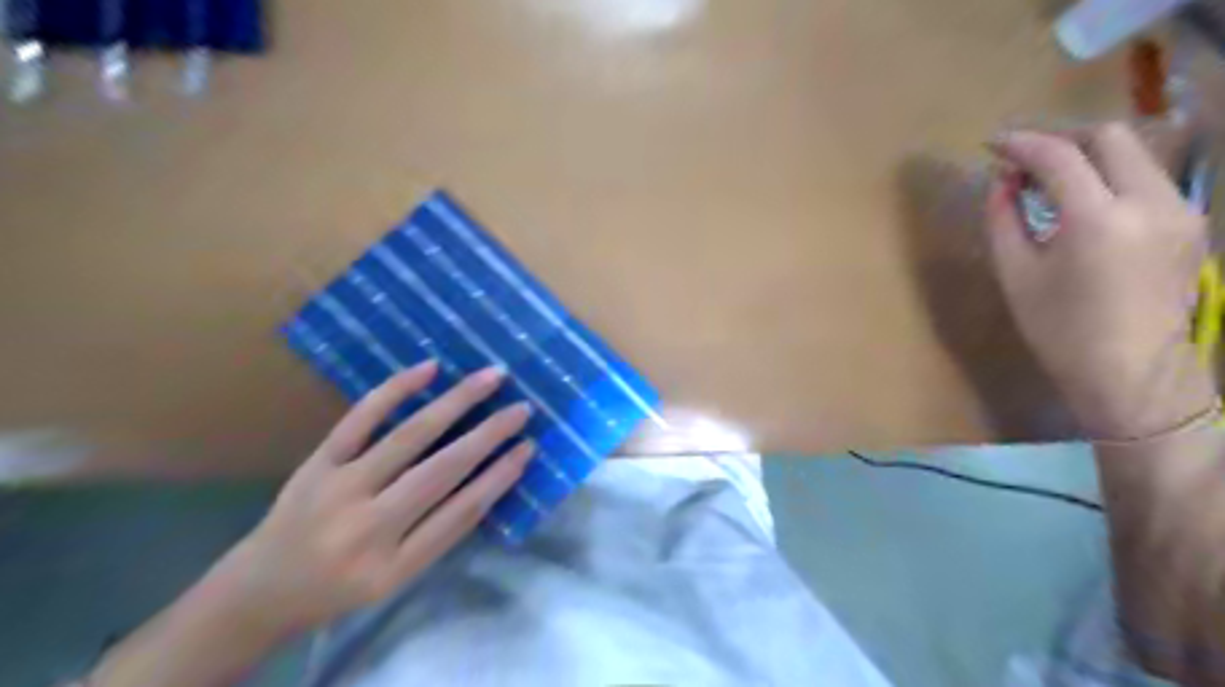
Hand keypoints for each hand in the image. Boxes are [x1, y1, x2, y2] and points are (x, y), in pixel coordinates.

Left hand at [204, 361, 531, 635]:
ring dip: (456, 403)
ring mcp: (339, 488)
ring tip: (491, 377)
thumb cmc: (338, 589)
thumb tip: (487, 478)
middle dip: (489, 435)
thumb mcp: (395, 580)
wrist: (258, 591)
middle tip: (523, 408)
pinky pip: (359, 419)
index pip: (461, 513)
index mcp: (392, 566)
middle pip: (442, 470)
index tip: (529, 448)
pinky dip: (395, 390)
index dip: (500, 477)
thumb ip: (440, 534)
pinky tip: (429, 369)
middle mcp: (367, 527)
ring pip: (409, 437)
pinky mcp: (318, 462)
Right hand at [989, 123, 1219, 440]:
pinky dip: (1111, 177)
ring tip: (1051, 180)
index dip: (1022, 143)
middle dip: (1062, 138)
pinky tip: (1084, 202)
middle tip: (1026, 158)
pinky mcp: (1190, 223)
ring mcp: (1180, 210)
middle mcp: (1151, 202)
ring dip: (1089, 156)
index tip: (993, 145)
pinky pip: (1148, 180)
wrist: (1132, 373)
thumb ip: (1004, 219)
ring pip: (1135, 154)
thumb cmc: (1060, 330)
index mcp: (1098, 219)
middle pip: (1110, 137)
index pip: (1059, 156)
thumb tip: (1002, 182)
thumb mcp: (1015, 275)